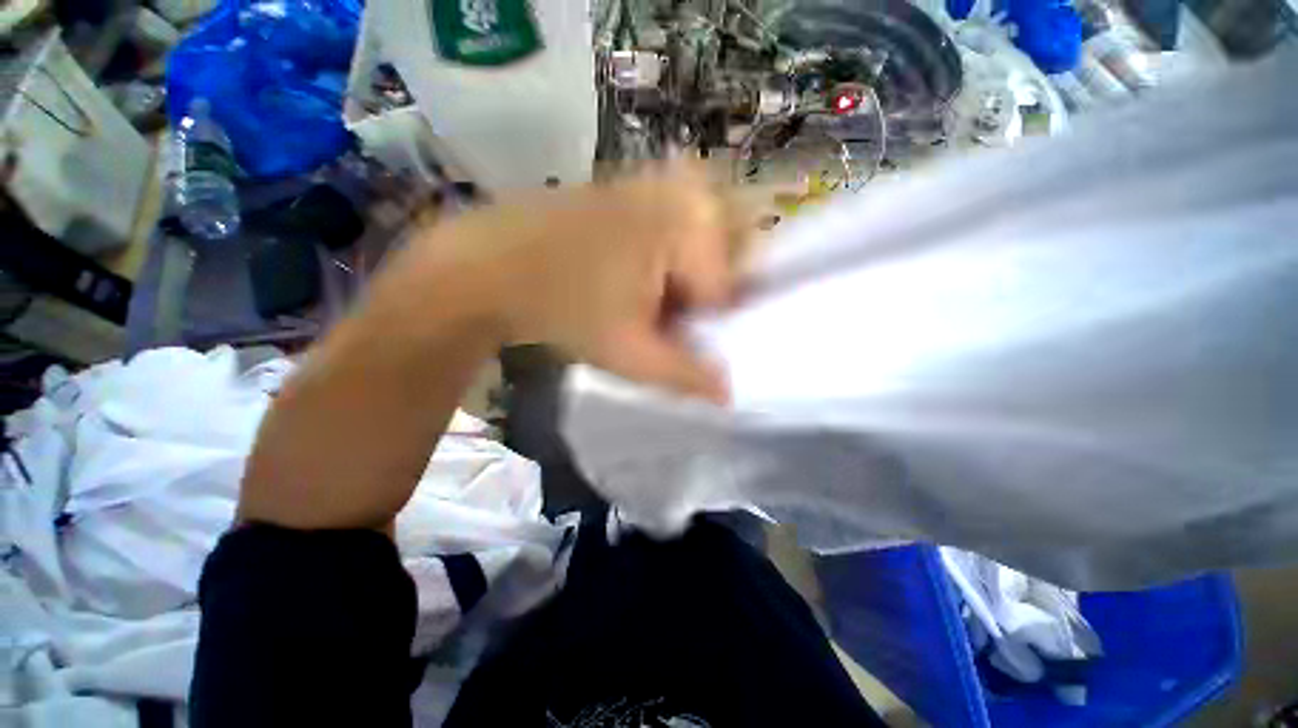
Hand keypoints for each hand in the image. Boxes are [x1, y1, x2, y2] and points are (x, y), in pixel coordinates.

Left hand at [412, 162, 743, 401]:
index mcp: (691, 222)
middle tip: (658, 317)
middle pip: (717, 261)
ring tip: (637, 299)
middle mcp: (681, 189)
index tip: (670, 337)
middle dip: (695, 298)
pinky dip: (659, 259)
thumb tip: (730, 395)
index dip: (702, 324)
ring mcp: (651, 181)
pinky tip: (622, 277)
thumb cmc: (562, 309)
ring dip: (677, 280)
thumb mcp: (631, 355)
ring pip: (693, 247)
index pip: (729, 288)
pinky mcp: (626, 184)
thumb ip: (687, 376)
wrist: (484, 267)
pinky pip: (667, 228)